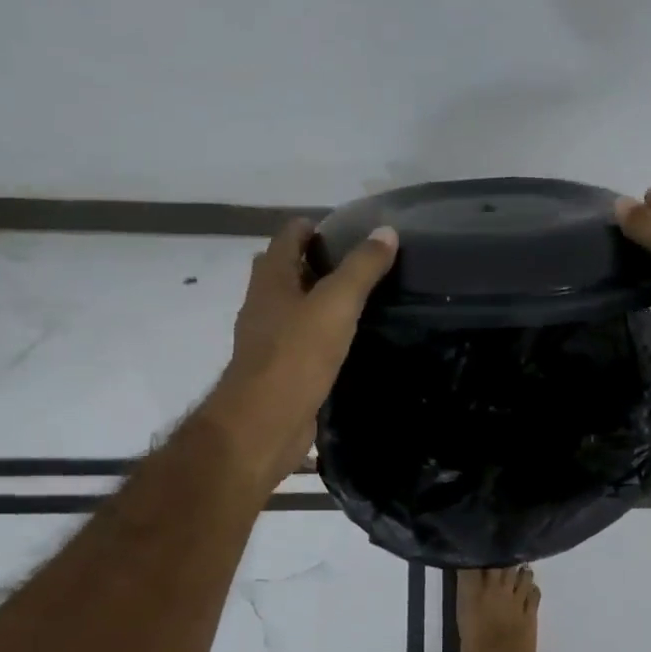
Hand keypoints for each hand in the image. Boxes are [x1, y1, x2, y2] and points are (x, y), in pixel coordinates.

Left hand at [201, 219, 398, 486]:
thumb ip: (361, 267)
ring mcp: (269, 338)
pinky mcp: (280, 369)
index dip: (315, 227)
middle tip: (363, 263)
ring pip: (295, 305)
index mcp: (271, 280)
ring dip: (321, 297)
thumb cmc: (296, 355)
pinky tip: (349, 339)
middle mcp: (264, 304)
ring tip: (364, 298)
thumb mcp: (336, 304)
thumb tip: (386, 231)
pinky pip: (302, 338)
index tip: (352, 229)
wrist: (264, 424)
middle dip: (319, 261)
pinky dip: (323, 331)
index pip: (288, 236)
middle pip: (289, 269)